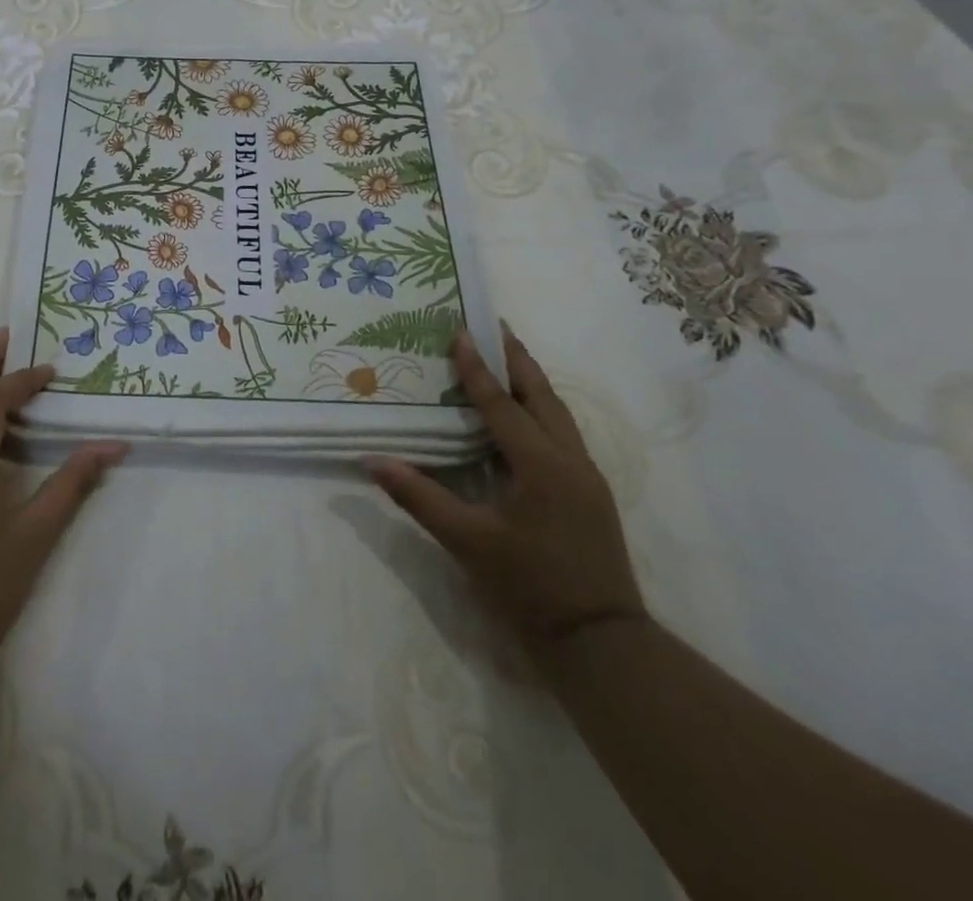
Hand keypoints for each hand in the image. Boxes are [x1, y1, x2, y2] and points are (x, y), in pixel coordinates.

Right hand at [367, 325, 645, 657]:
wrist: (601, 644)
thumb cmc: (530, 588)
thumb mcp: (468, 543)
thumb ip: (419, 497)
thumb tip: (371, 461)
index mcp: (541, 465)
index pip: (502, 404)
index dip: (477, 369)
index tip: (461, 331)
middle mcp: (570, 460)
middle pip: (542, 396)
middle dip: (517, 359)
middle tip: (495, 327)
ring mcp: (587, 477)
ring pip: (559, 414)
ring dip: (533, 382)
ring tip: (510, 358)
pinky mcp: (591, 494)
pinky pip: (564, 434)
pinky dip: (542, 409)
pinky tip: (527, 415)